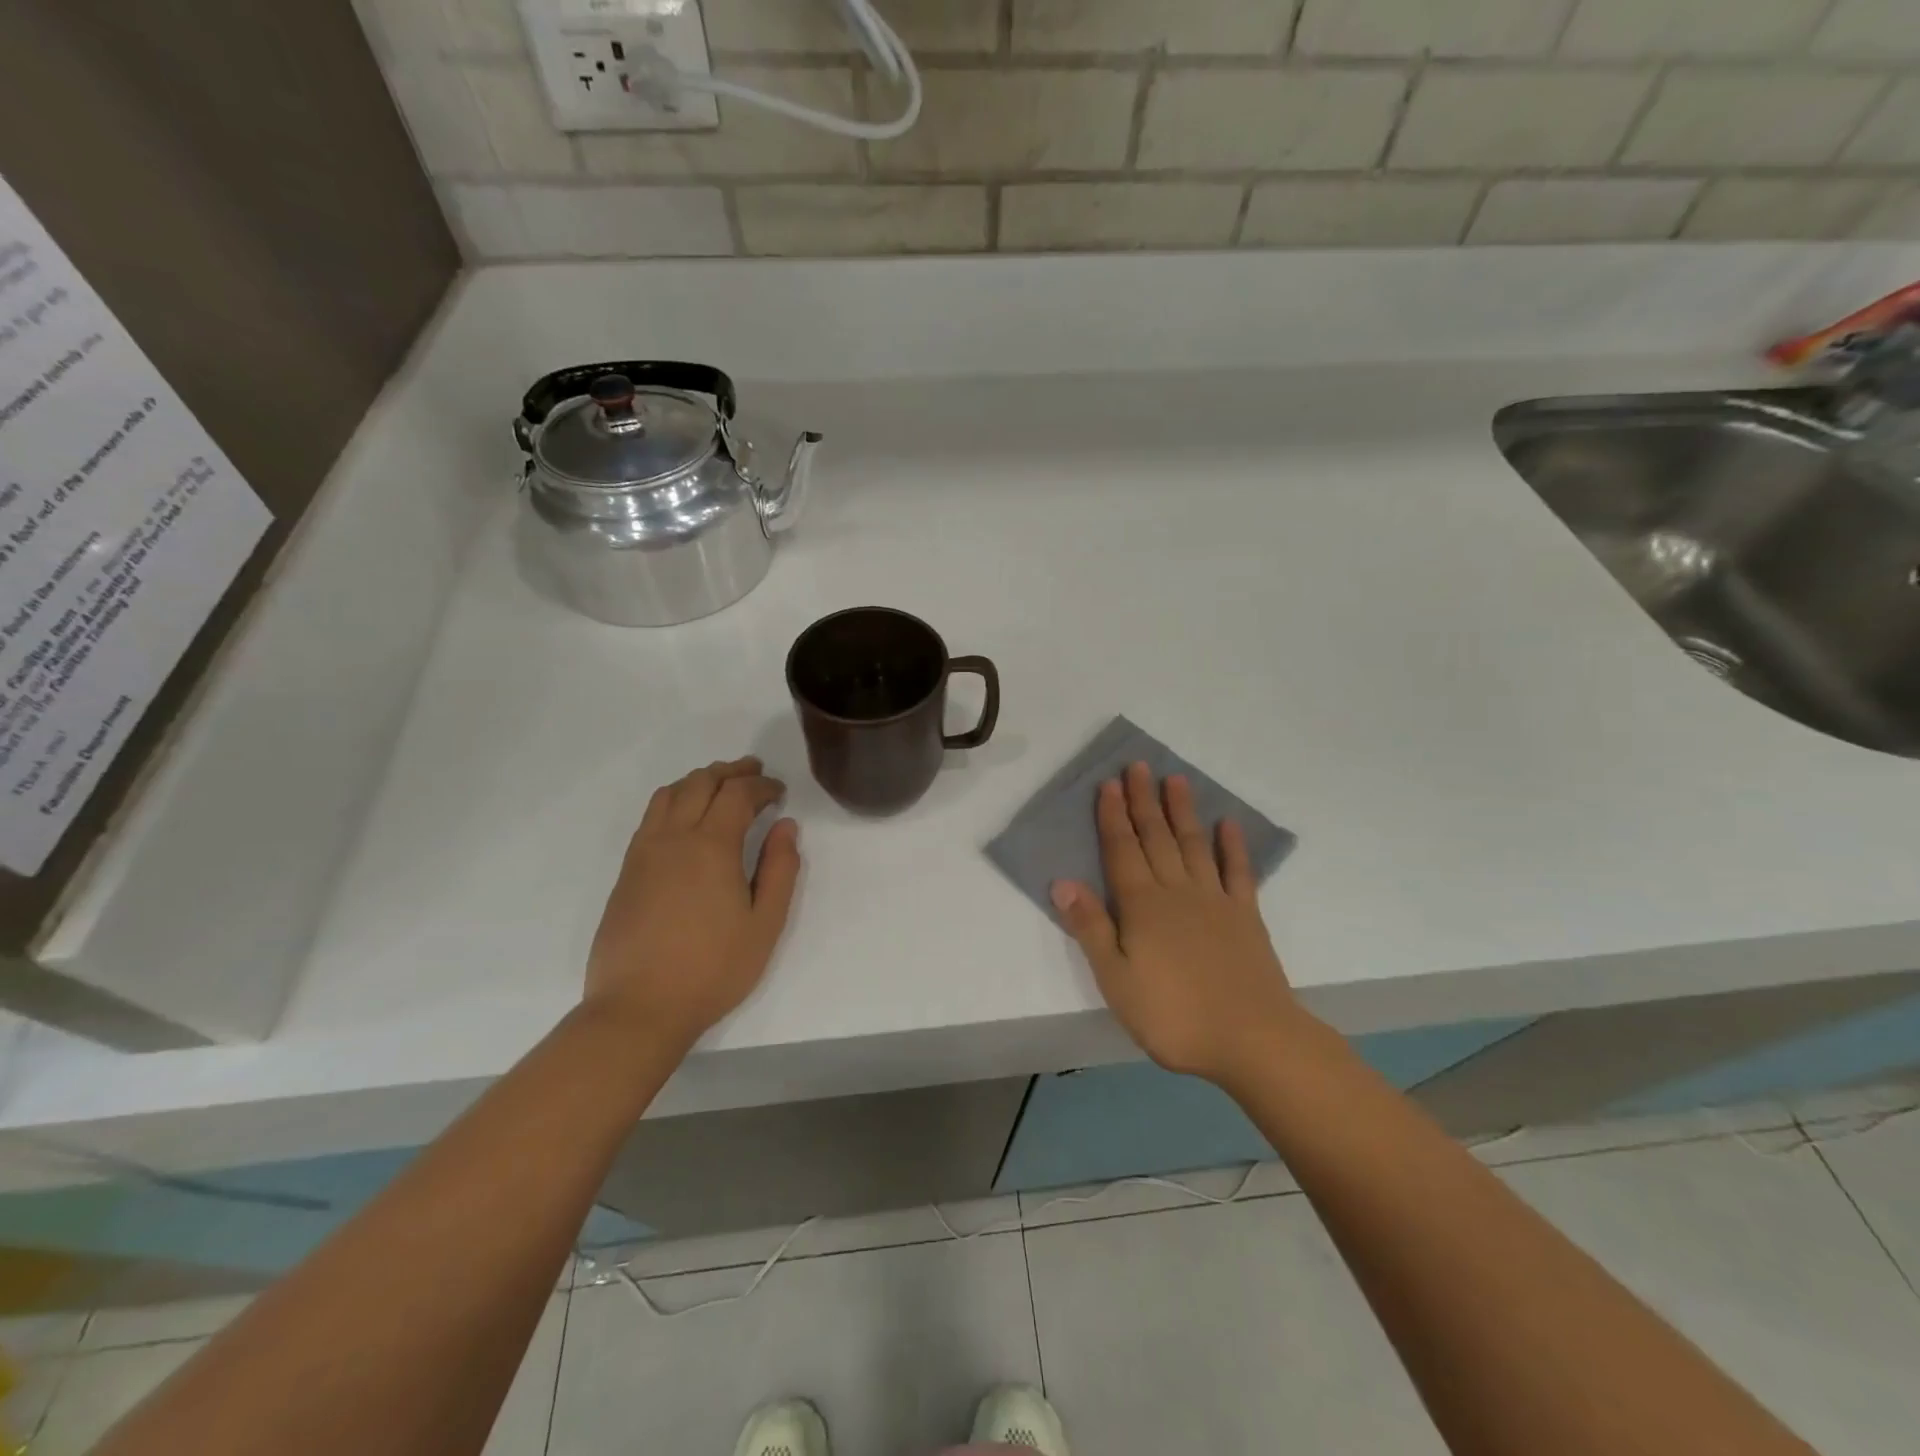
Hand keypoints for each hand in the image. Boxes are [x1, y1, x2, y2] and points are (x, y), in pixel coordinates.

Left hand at [584, 756, 800, 1051]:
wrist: (639, 1008)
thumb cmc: (713, 969)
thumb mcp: (765, 924)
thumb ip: (780, 870)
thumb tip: (786, 826)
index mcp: (712, 846)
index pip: (737, 794)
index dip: (761, 786)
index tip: (779, 792)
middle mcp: (674, 838)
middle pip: (701, 783)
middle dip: (731, 771)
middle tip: (754, 771)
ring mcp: (644, 853)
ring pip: (669, 794)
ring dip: (698, 780)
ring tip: (720, 784)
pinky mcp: (627, 871)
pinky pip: (651, 816)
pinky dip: (674, 800)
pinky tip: (685, 817)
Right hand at [1051, 762, 1303, 1085]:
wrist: (1252, 1039)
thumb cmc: (1173, 1015)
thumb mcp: (1116, 979)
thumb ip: (1091, 928)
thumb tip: (1063, 883)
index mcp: (1142, 906)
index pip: (1122, 850)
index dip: (1113, 816)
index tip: (1109, 784)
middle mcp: (1177, 891)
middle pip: (1156, 837)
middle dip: (1144, 800)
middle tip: (1138, 766)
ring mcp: (1215, 900)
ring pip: (1193, 844)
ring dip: (1182, 811)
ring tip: (1175, 779)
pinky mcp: (1246, 916)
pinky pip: (1238, 872)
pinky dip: (1233, 846)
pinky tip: (1228, 824)